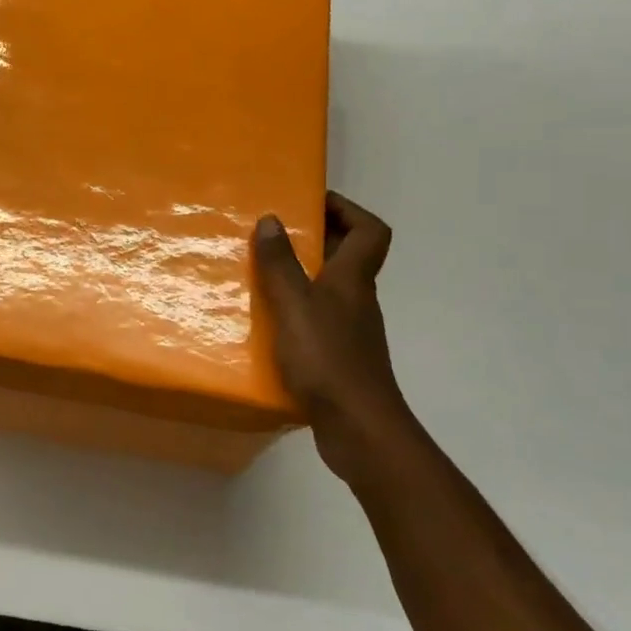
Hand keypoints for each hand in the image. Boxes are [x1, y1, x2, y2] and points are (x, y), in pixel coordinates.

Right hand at [253, 193, 410, 484]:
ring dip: (301, 276)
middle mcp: (357, 300)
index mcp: (353, 279)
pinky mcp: (338, 358)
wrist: (358, 428)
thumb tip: (271, 219)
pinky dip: (296, 312)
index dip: (348, 210)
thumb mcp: (294, 304)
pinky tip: (267, 323)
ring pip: (329, 289)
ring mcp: (350, 331)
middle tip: (273, 234)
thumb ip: (280, 263)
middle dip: (315, 239)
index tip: (311, 202)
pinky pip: (317, 320)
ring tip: (260, 274)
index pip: (370, 231)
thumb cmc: (327, 358)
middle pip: (348, 257)